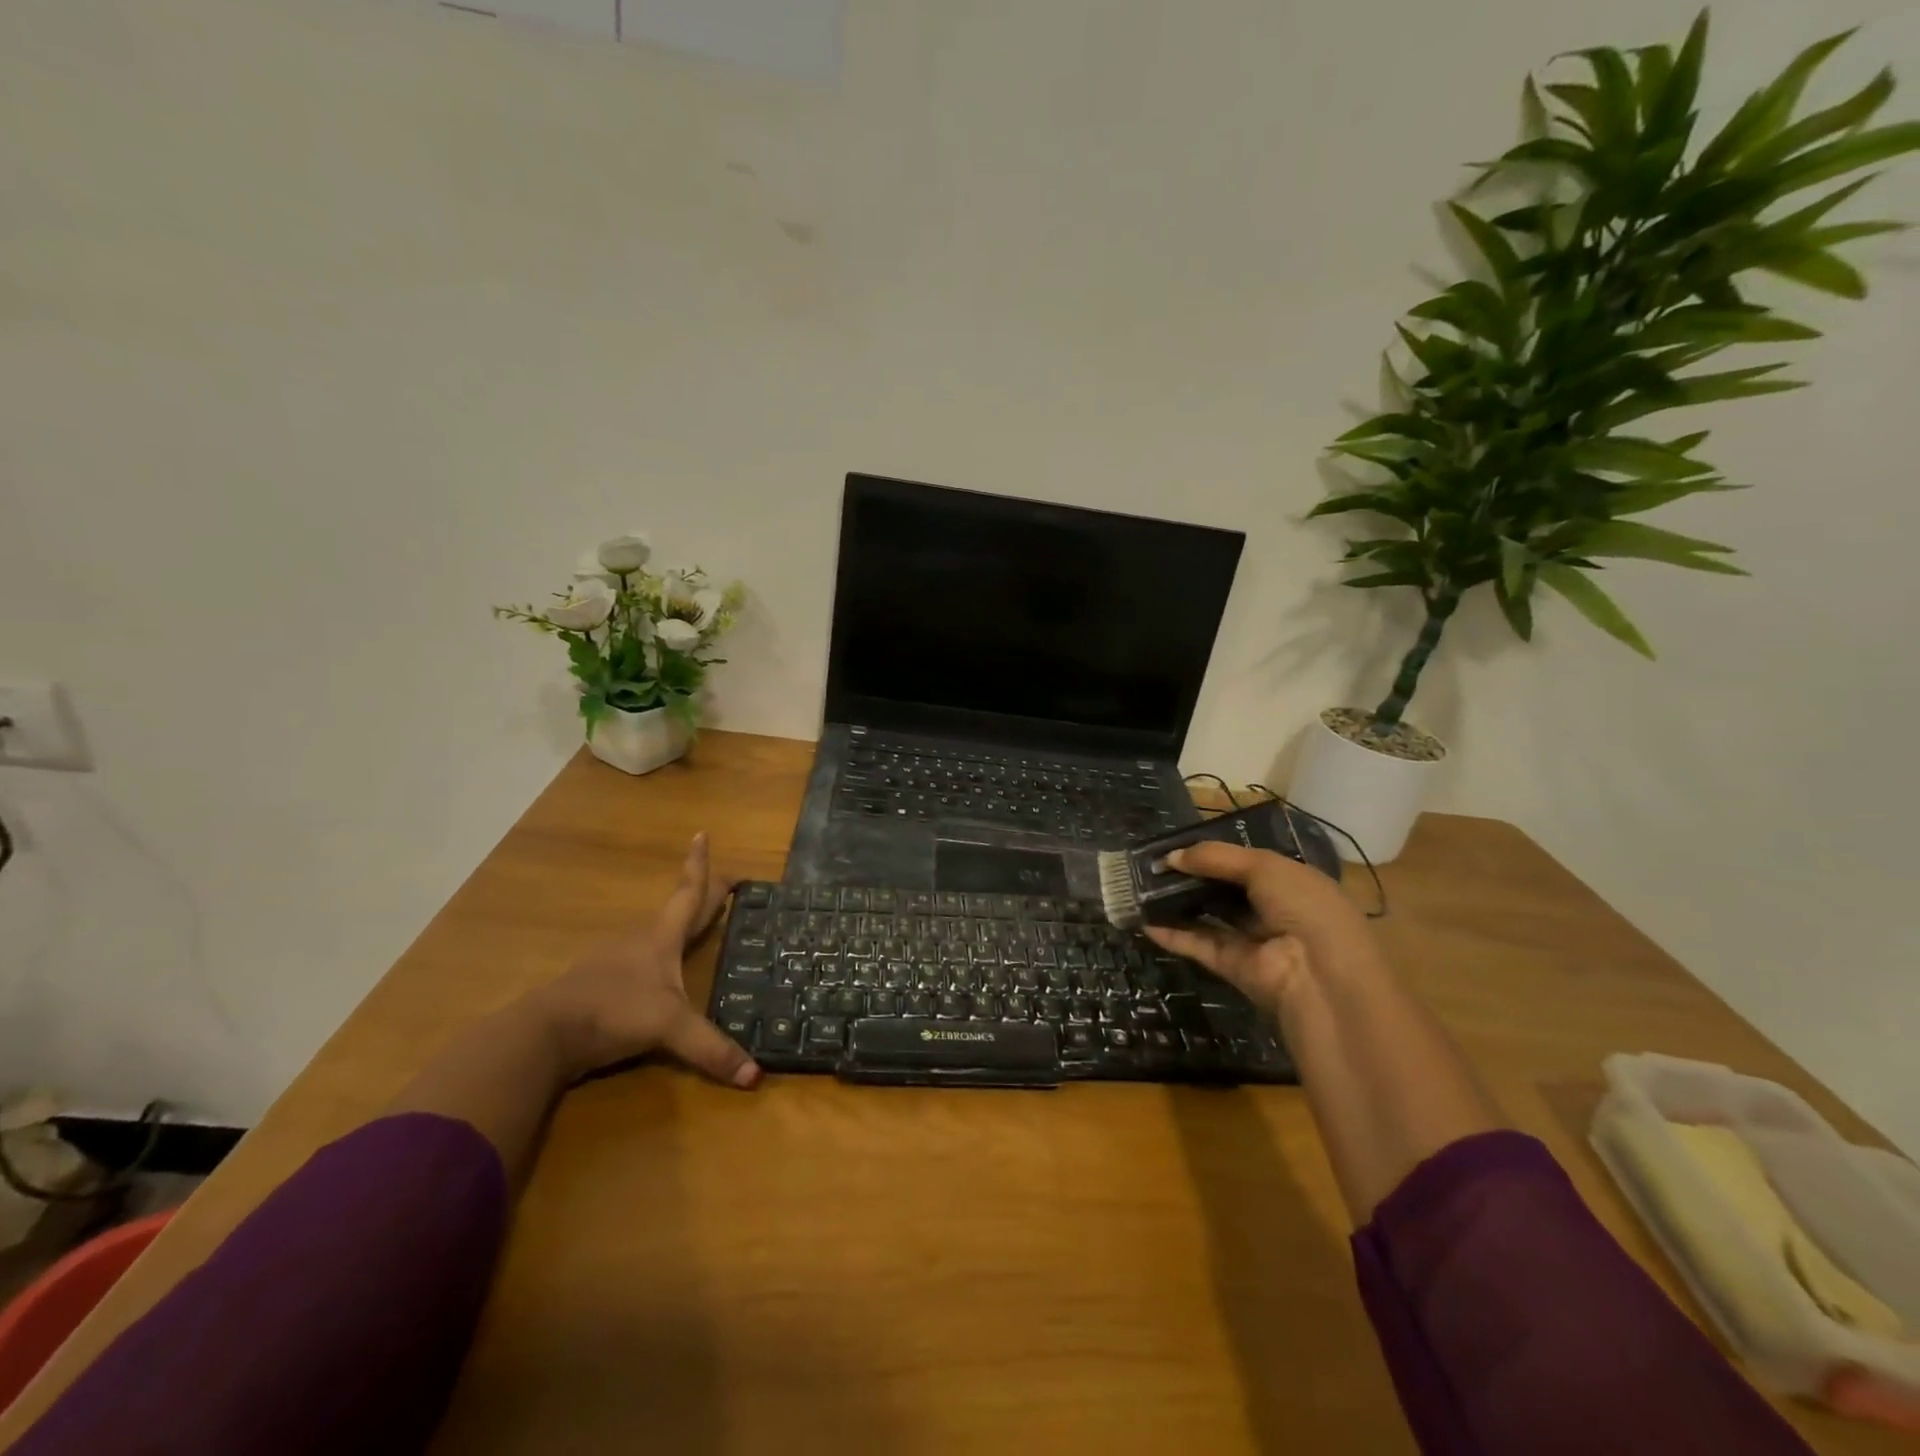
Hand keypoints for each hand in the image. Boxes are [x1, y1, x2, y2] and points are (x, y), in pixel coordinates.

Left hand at [532, 832, 760, 1088]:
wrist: (543, 1034)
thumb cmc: (613, 1011)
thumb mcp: (668, 1028)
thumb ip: (711, 1049)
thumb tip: (756, 1078)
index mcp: (663, 937)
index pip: (689, 892)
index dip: (700, 865)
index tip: (702, 833)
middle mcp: (641, 940)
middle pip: (678, 907)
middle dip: (702, 892)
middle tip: (725, 881)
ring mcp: (616, 960)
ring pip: (656, 932)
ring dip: (678, 922)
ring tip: (696, 924)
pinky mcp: (600, 983)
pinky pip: (638, 959)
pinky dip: (657, 954)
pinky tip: (658, 971)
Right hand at [1142, 841, 1373, 1013]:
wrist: (1319, 975)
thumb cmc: (1303, 906)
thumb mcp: (1264, 866)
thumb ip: (1215, 857)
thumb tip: (1171, 857)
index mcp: (1291, 881)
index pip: (1248, 862)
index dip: (1214, 853)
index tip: (1178, 845)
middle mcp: (1273, 909)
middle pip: (1224, 888)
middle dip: (1191, 876)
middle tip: (1153, 864)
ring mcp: (1252, 940)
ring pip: (1209, 916)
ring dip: (1178, 903)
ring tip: (1143, 887)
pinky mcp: (1232, 966)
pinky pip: (1199, 945)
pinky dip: (1173, 935)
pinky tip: (1145, 921)